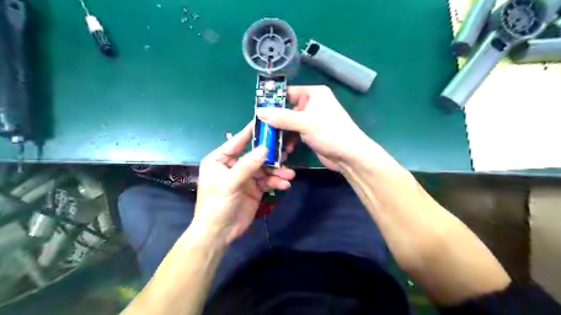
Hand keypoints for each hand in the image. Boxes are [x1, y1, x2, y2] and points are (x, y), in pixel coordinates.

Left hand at [193, 122, 294, 242]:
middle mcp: (234, 165)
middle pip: (256, 155)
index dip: (251, 132)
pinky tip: (285, 184)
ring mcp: (246, 177)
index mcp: (221, 159)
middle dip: (272, 156)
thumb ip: (247, 165)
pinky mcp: (255, 188)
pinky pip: (268, 181)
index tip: (266, 121)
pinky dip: (277, 182)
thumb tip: (265, 148)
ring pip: (265, 168)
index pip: (237, 141)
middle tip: (287, 153)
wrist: (219, 233)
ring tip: (290, 174)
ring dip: (278, 171)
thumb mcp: (229, 183)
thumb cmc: (216, 204)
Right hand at [257, 85, 368, 170]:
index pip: (288, 93)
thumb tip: (259, 112)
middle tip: (262, 130)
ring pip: (289, 123)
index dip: (273, 101)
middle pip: (287, 109)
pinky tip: (284, 149)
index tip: (258, 111)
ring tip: (271, 142)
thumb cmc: (330, 132)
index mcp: (314, 94)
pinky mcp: (311, 133)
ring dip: (281, 133)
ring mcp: (311, 119)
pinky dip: (289, 140)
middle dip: (275, 121)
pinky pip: (295, 133)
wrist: (349, 155)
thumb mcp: (305, 122)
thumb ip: (281, 117)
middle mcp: (312, 104)